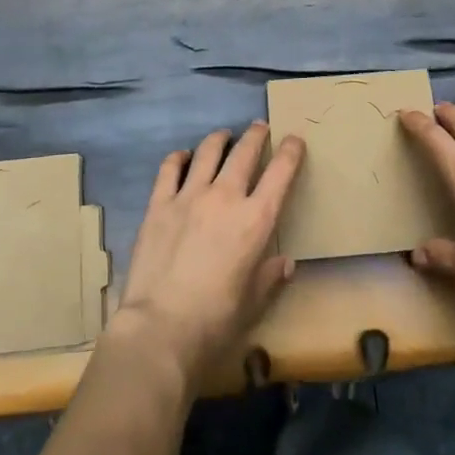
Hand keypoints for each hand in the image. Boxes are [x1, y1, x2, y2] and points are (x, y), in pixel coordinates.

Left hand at [111, 122, 305, 381]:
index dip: (290, 152)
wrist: (160, 327)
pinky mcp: (159, 204)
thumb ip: (270, 277)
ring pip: (208, 151)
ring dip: (220, 139)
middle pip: (244, 152)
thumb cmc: (215, 321)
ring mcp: (189, 196)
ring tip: (223, 136)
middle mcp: (225, 197)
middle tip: (259, 127)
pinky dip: (179, 157)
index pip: (280, 173)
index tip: (294, 139)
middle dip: (255, 136)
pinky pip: (170, 168)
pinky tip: (182, 157)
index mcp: (256, 220)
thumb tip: (285, 263)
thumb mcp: (253, 303)